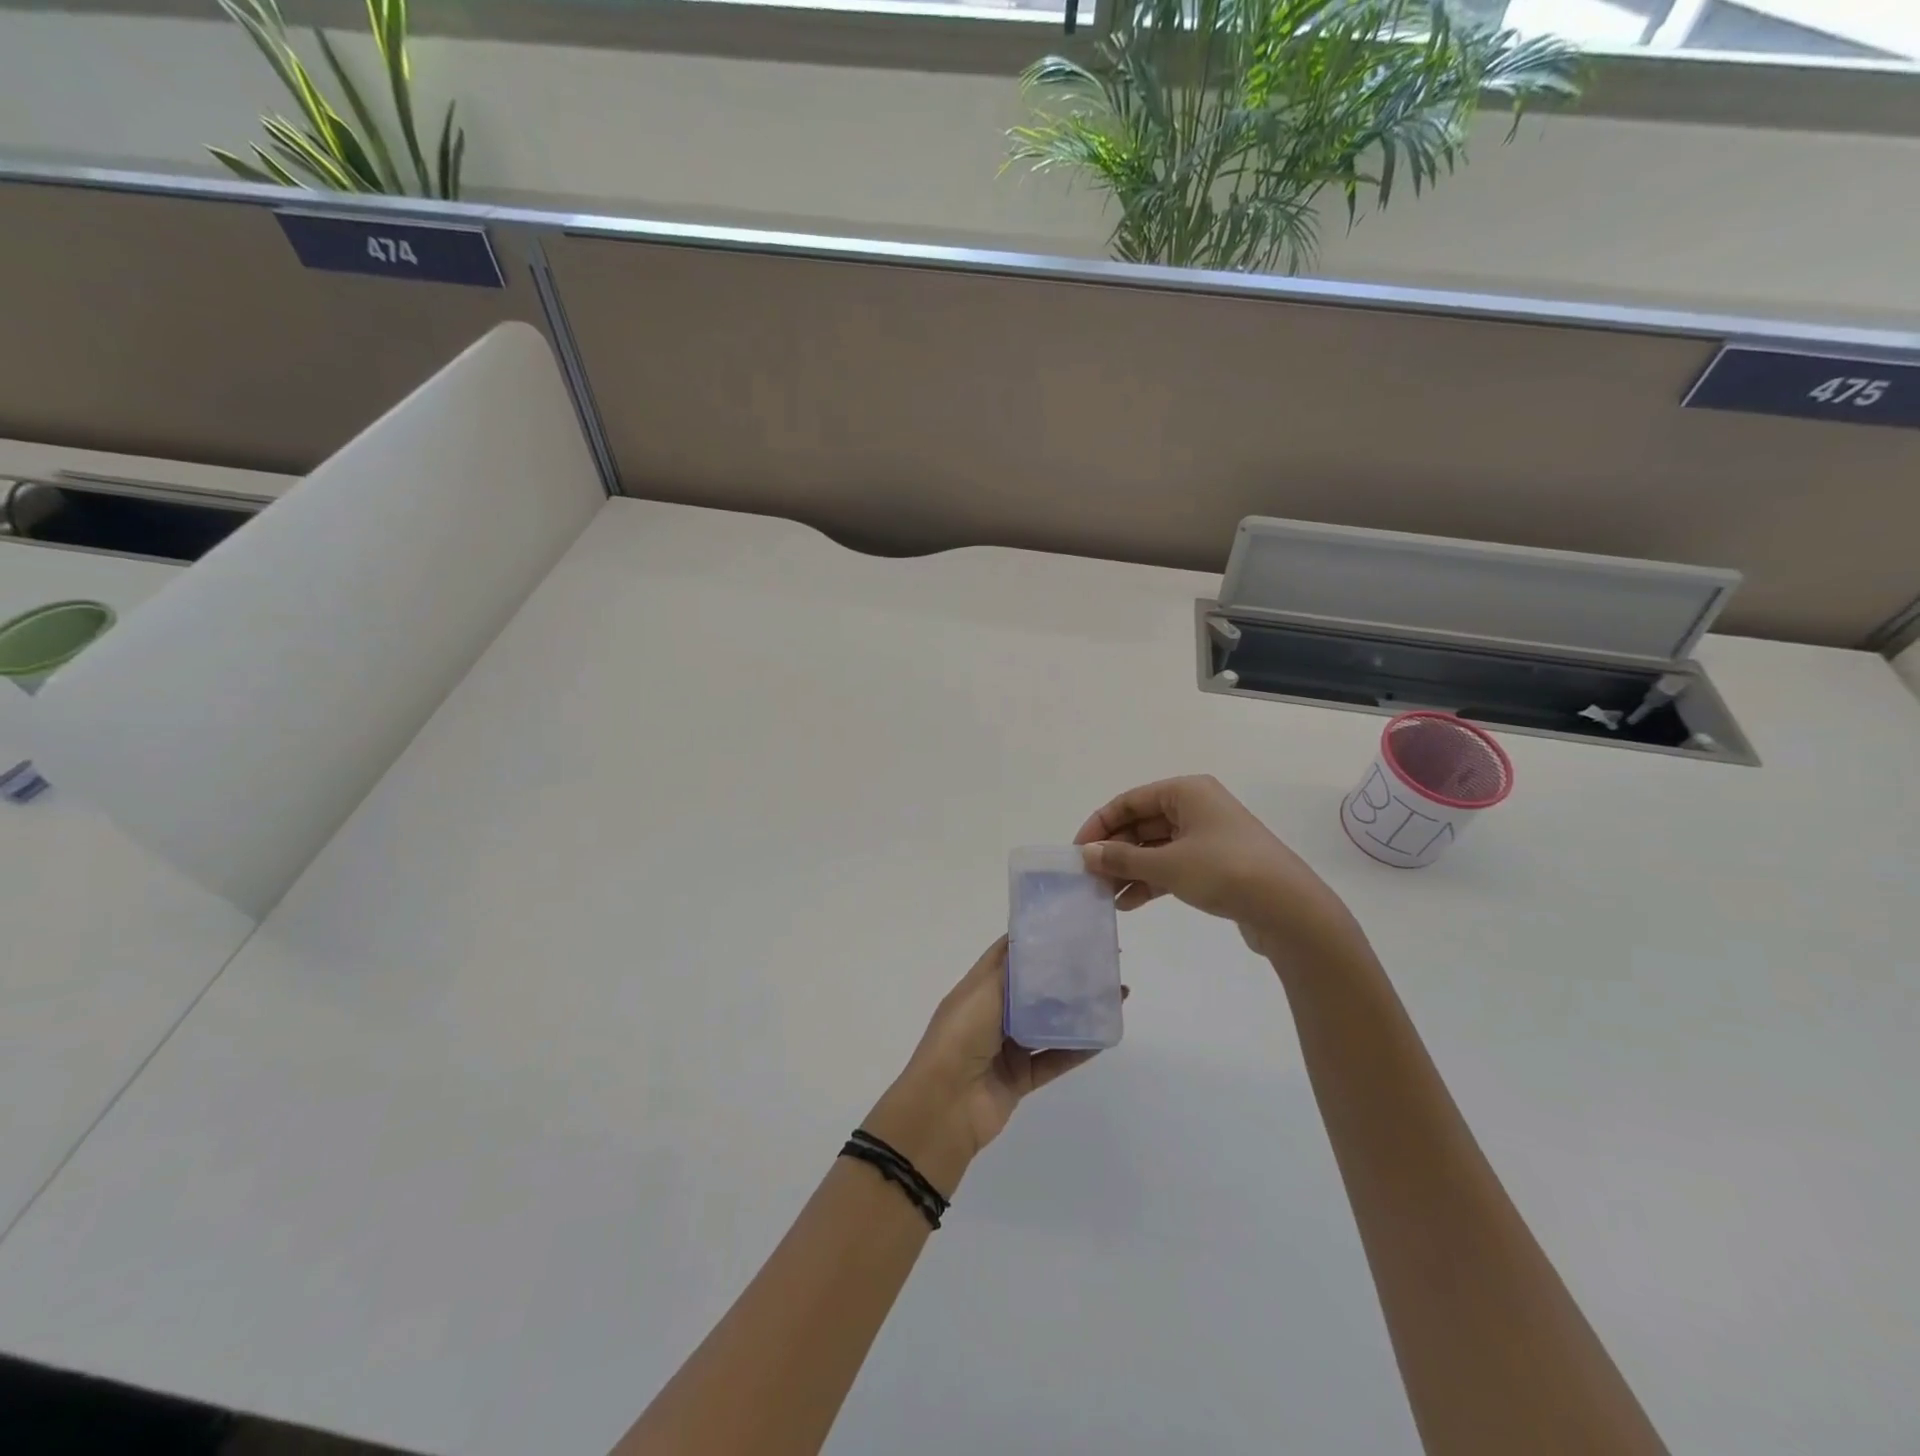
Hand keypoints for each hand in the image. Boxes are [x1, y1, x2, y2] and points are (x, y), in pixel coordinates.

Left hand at [864, 938, 1115, 1195]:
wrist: (944, 1106)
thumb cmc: (959, 1037)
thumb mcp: (982, 992)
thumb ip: (1011, 971)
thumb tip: (1033, 943)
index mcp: (977, 989)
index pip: (1008, 956)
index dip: (1035, 941)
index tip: (1069, 927)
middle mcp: (992, 1015)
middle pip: (1033, 990)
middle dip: (1063, 976)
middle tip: (1101, 961)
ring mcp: (1007, 1048)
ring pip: (1048, 1024)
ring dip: (1077, 1011)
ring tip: (1112, 995)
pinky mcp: (1021, 1078)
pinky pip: (1054, 1060)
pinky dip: (1078, 1049)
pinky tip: (1103, 1035)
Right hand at [1074, 775, 1365, 967]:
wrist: (1289, 909)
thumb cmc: (1225, 871)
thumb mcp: (1167, 864)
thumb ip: (1122, 858)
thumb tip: (1087, 854)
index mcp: (1186, 792)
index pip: (1128, 801)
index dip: (1099, 825)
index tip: (1078, 853)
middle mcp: (1196, 807)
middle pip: (1141, 824)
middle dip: (1114, 851)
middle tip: (1090, 878)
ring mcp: (1208, 836)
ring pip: (1155, 848)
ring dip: (1130, 869)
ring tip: (1105, 896)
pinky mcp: (1216, 864)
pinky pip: (1172, 866)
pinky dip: (1151, 880)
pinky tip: (1130, 903)